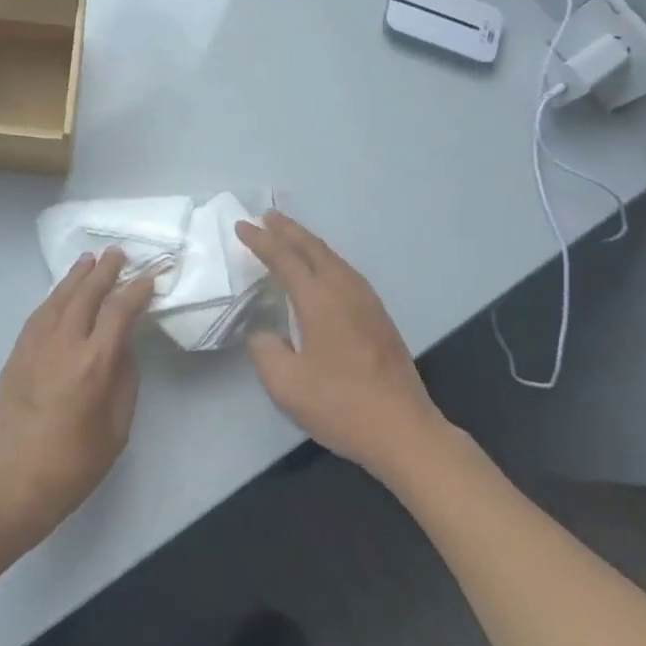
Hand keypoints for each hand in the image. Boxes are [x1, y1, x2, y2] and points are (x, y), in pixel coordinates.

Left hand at [0, 248, 153, 555]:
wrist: (11, 485)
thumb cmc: (72, 465)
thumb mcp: (116, 429)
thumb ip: (124, 380)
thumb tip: (122, 348)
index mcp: (94, 364)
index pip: (119, 311)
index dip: (136, 289)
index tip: (149, 277)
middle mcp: (64, 344)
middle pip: (87, 294)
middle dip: (105, 270)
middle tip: (117, 253)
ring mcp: (35, 346)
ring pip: (59, 298)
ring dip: (76, 277)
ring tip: (89, 260)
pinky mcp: (16, 354)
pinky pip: (39, 314)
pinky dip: (54, 297)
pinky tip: (61, 293)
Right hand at [235, 211, 448, 481]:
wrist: (403, 429)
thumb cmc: (340, 405)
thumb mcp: (286, 385)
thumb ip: (265, 351)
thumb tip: (263, 333)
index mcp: (319, 300)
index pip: (284, 258)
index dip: (261, 241)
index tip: (241, 226)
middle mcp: (344, 290)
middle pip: (312, 248)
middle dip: (287, 230)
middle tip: (266, 216)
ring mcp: (366, 301)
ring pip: (332, 257)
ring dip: (307, 242)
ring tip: (289, 235)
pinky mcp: (378, 315)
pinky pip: (345, 270)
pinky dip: (324, 258)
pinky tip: (321, 269)